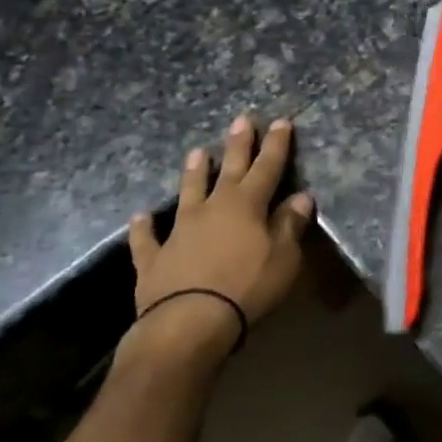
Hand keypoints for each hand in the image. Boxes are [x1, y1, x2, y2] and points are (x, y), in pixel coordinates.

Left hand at [125, 116, 314, 355]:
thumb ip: (290, 225)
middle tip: (241, 119)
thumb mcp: (284, 257)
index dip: (276, 145)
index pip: (267, 168)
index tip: (281, 122)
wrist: (189, 321)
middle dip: (237, 145)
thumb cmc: (247, 287)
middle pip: (228, 170)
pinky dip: (144, 227)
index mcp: (247, 205)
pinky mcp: (154, 258)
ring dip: (194, 173)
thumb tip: (300, 197)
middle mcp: (212, 208)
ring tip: (197, 152)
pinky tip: (140, 216)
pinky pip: (148, 238)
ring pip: (188, 193)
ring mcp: (179, 231)